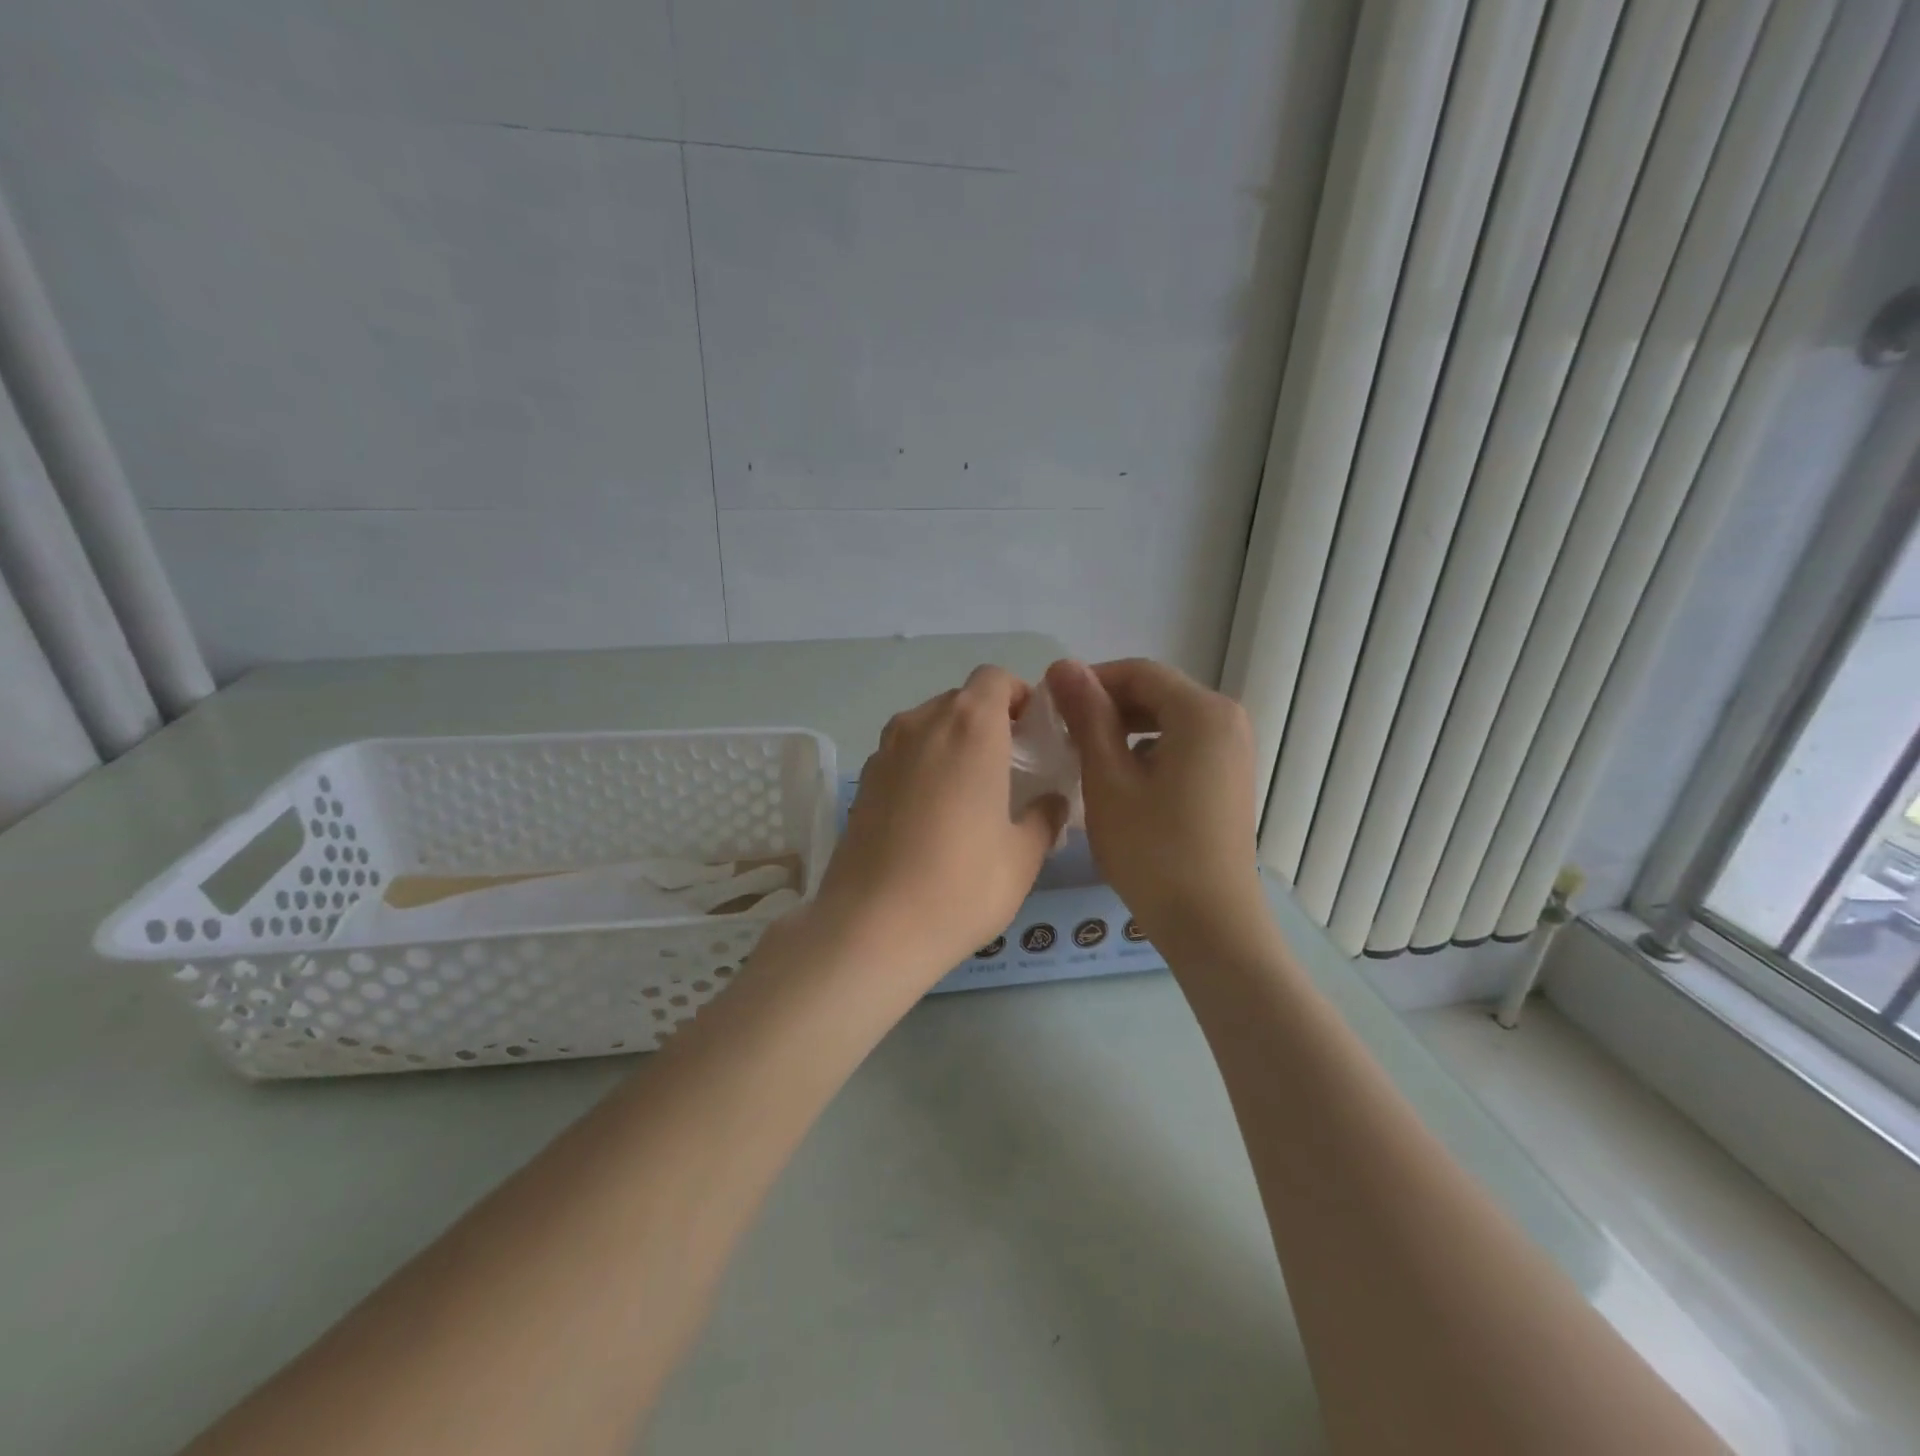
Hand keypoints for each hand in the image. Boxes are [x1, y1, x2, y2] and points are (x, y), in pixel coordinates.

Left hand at [811, 665, 1066, 984]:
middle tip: (1009, 769)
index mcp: (970, 727)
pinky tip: (932, 816)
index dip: (1017, 697)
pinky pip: (903, 754)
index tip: (1032, 735)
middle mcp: (922, 724)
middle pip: (960, 700)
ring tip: (970, 793)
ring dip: (954, 743)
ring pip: (928, 726)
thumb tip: (1052, 802)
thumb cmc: (962, 884)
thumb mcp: (1023, 855)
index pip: (994, 678)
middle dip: (989, 722)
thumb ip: (1045, 817)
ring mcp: (884, 751)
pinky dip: (924, 766)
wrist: (872, 927)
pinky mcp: (863, 781)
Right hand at [1045, 658, 1263, 942]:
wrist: (1210, 924)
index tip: (1050, 707)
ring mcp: (1234, 750)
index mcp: (1202, 712)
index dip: (1089, 682)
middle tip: (1061, 735)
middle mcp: (1228, 719)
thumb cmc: (1152, 850)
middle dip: (1106, 707)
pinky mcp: (1229, 777)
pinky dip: (1147, 752)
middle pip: (1155, 693)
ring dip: (1123, 730)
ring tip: (1084, 759)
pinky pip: (1182, 745)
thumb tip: (1062, 665)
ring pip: (1167, 721)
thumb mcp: (1108, 779)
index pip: (1137, 672)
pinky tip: (1120, 782)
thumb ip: (1087, 716)